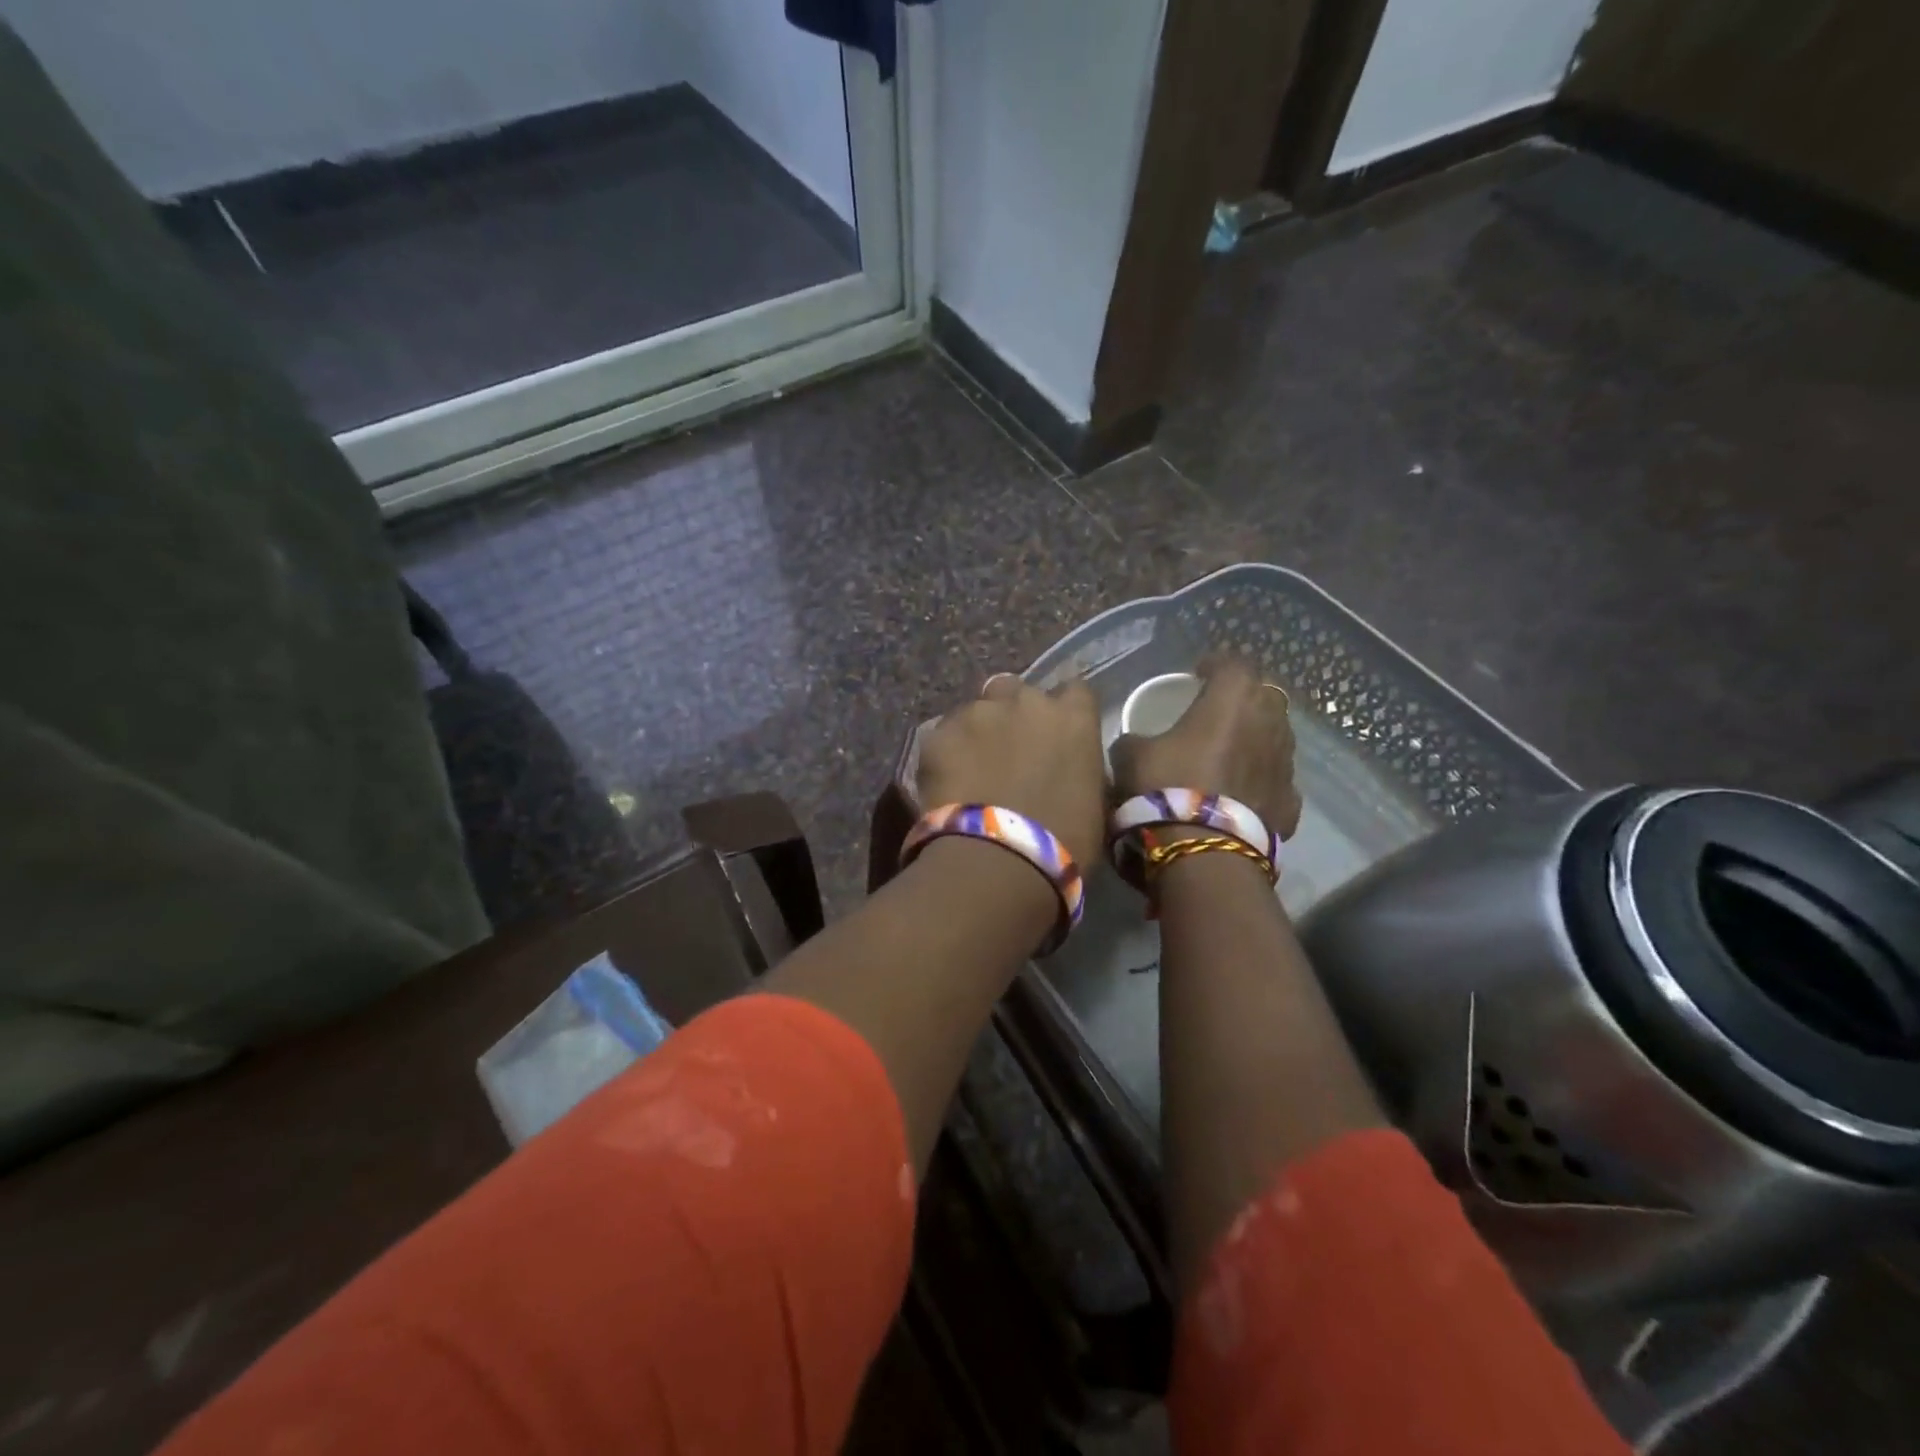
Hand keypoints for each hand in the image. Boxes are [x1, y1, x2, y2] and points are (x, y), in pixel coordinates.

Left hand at [916, 674, 1107, 869]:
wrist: (1000, 859)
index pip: (1074, 691)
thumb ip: (1080, 766)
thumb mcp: (1094, 800)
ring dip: (978, 730)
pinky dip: (947, 753)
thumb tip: (1067, 766)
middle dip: (1014, 713)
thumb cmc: (1065, 841)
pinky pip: (944, 735)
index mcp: (1072, 716)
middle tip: (1009, 751)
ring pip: (976, 709)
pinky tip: (947, 783)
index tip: (1057, 734)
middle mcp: (1025, 701)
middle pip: (1017, 691)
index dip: (1063, 710)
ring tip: (972, 768)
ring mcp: (978, 713)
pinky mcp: (938, 733)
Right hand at [1110, 654, 1301, 838]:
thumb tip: (1136, 742)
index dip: (1215, 664)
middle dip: (1242, 699)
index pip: (1234, 663)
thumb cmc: (1166, 787)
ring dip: (1254, 739)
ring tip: (1228, 753)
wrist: (1203, 852)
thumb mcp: (1130, 755)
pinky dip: (1259, 781)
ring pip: (1275, 737)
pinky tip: (1239, 794)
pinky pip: (1275, 780)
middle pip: (1264, 696)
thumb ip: (1135, 738)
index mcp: (1232, 699)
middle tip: (1216, 711)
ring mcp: (1285, 764)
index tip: (1198, 672)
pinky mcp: (1291, 802)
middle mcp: (1269, 723)